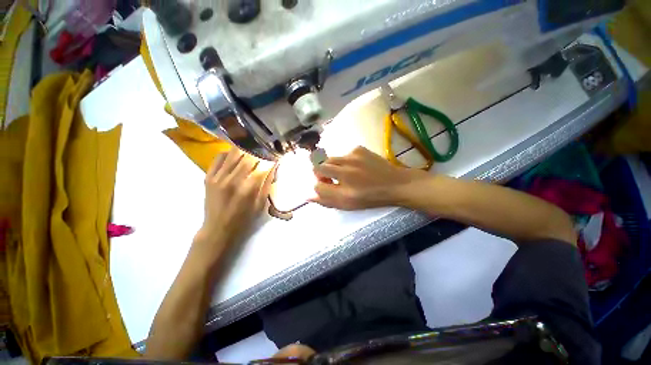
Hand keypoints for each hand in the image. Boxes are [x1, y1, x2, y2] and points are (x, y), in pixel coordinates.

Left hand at [194, 149, 275, 258]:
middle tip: (264, 148)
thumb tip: (273, 166)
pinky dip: (229, 153)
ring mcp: (218, 177)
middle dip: (259, 150)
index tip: (275, 153)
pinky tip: (235, 156)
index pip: (262, 164)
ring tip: (252, 148)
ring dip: (245, 148)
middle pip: (248, 154)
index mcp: (248, 188)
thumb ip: (267, 184)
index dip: (270, 156)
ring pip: (233, 152)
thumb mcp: (261, 204)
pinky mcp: (208, 177)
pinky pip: (218, 157)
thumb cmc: (244, 219)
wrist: (218, 229)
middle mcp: (232, 179)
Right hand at [311, 146, 429, 209]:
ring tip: (346, 172)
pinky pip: (344, 154)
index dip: (319, 187)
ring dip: (333, 167)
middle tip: (331, 178)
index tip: (325, 186)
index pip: (317, 186)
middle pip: (319, 167)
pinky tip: (356, 166)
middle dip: (321, 174)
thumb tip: (308, 196)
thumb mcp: (348, 205)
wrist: (395, 184)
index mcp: (344, 191)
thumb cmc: (371, 198)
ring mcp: (352, 158)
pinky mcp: (359, 149)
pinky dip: (346, 161)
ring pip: (330, 160)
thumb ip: (327, 200)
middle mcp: (345, 172)